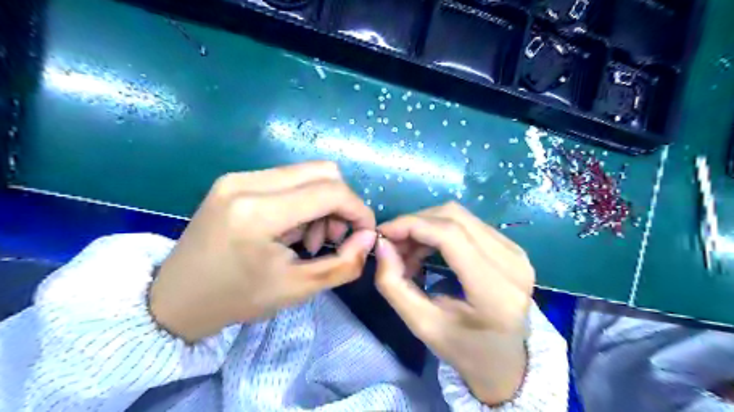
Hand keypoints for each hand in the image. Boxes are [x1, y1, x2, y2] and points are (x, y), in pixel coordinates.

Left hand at [150, 163, 378, 342]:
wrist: (175, 299)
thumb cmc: (237, 299)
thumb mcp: (298, 289)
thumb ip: (343, 263)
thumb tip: (368, 237)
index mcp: (259, 212)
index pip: (331, 192)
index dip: (358, 210)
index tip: (364, 233)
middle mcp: (247, 182)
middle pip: (323, 171)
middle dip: (342, 203)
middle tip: (336, 236)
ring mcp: (237, 177)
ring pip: (306, 173)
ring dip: (322, 202)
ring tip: (311, 238)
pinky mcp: (234, 180)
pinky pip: (287, 179)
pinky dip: (303, 200)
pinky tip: (293, 229)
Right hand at [375, 203, 530, 404]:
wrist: (507, 361)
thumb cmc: (464, 350)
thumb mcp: (422, 325)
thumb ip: (394, 285)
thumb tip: (381, 244)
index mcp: (495, 291)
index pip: (450, 235)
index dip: (411, 225)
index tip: (382, 233)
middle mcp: (512, 263)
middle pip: (454, 217)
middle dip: (416, 223)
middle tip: (392, 243)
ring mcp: (517, 252)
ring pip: (460, 216)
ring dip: (426, 226)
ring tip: (408, 250)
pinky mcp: (513, 248)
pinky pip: (469, 224)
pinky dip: (440, 230)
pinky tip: (427, 249)